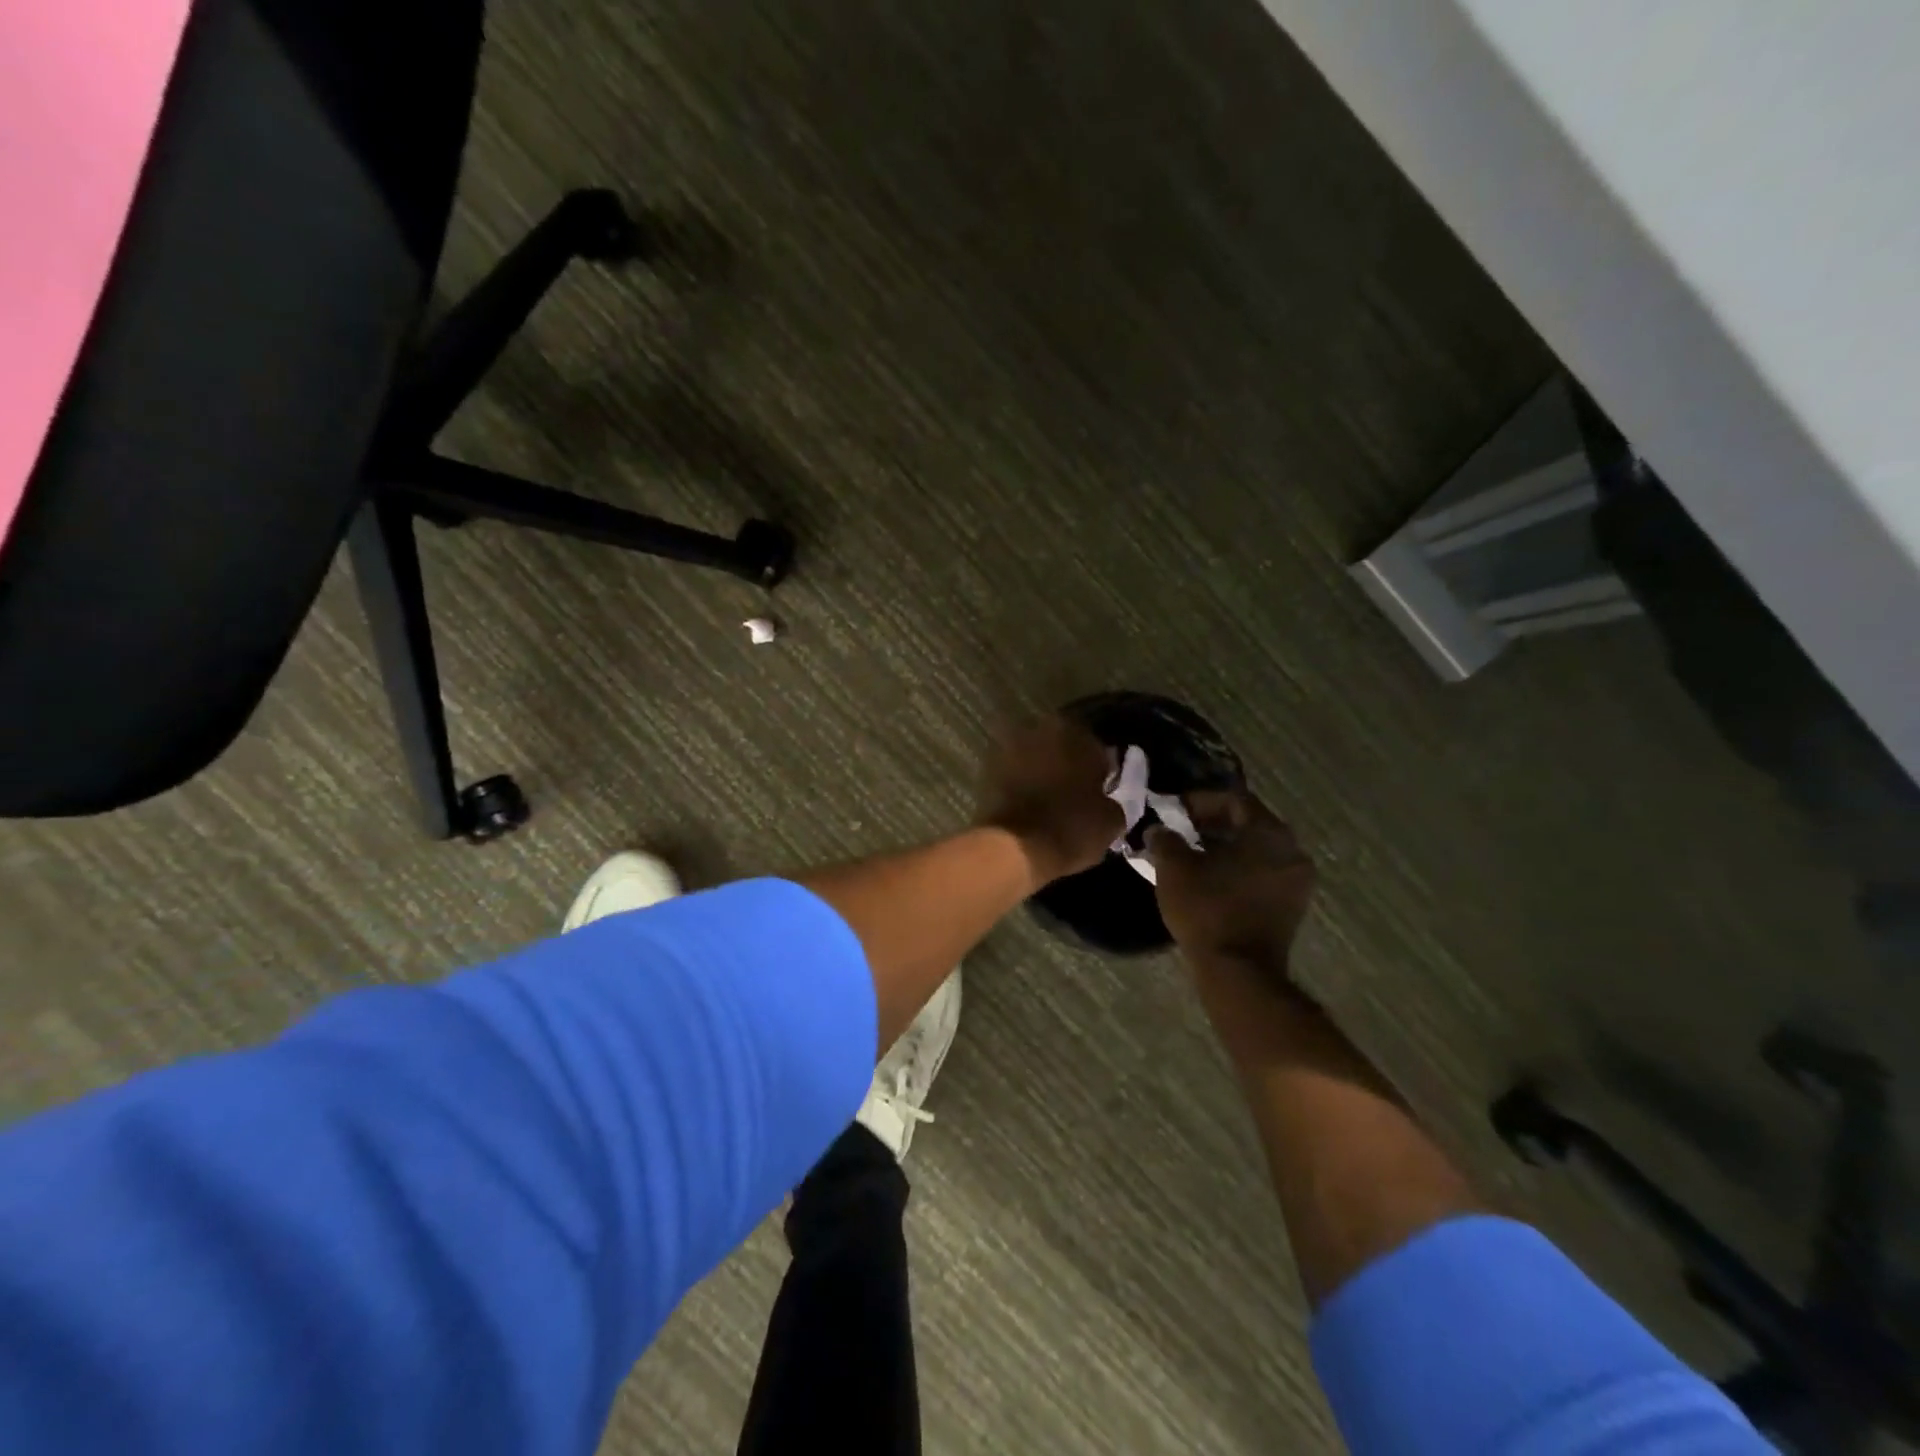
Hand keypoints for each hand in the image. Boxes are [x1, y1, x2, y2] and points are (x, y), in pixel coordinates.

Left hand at [976, 716, 1123, 885]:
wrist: (1015, 847)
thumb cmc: (1071, 828)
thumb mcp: (1111, 820)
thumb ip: (1112, 799)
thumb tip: (1105, 800)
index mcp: (1076, 734)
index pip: (1095, 746)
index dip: (1099, 768)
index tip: (1101, 787)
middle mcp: (1041, 731)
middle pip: (1061, 745)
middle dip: (1068, 763)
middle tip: (1075, 790)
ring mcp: (1010, 748)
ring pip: (1035, 756)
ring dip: (1043, 771)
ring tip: (1051, 798)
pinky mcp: (988, 771)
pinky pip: (1014, 773)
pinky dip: (1022, 783)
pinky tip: (1030, 804)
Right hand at [1147, 790, 1316, 972]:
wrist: (1238, 971)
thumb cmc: (1207, 909)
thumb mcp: (1173, 867)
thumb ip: (1165, 839)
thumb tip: (1158, 829)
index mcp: (1268, 832)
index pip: (1234, 800)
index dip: (1200, 801)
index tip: (1173, 811)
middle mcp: (1292, 850)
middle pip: (1248, 824)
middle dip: (1212, 824)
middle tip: (1180, 830)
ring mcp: (1296, 881)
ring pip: (1256, 850)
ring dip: (1225, 847)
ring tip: (1191, 856)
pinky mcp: (1292, 907)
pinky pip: (1262, 873)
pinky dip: (1237, 869)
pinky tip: (1210, 879)